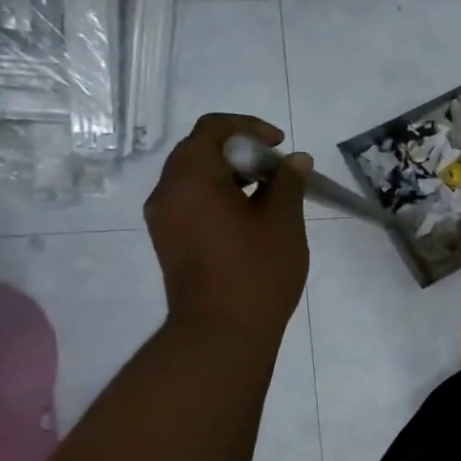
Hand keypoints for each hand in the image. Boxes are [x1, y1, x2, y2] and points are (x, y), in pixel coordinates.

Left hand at [144, 113, 310, 335]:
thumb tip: (296, 161)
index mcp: (191, 177)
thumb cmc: (257, 272)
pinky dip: (219, 196)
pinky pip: (191, 201)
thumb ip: (288, 183)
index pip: (212, 128)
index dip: (249, 128)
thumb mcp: (283, 222)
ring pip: (195, 177)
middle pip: (200, 150)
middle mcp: (167, 191)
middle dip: (241, 151)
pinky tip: (250, 217)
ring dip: (230, 175)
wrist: (221, 332)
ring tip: (270, 194)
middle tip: (278, 170)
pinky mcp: (169, 240)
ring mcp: (164, 218)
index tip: (280, 145)